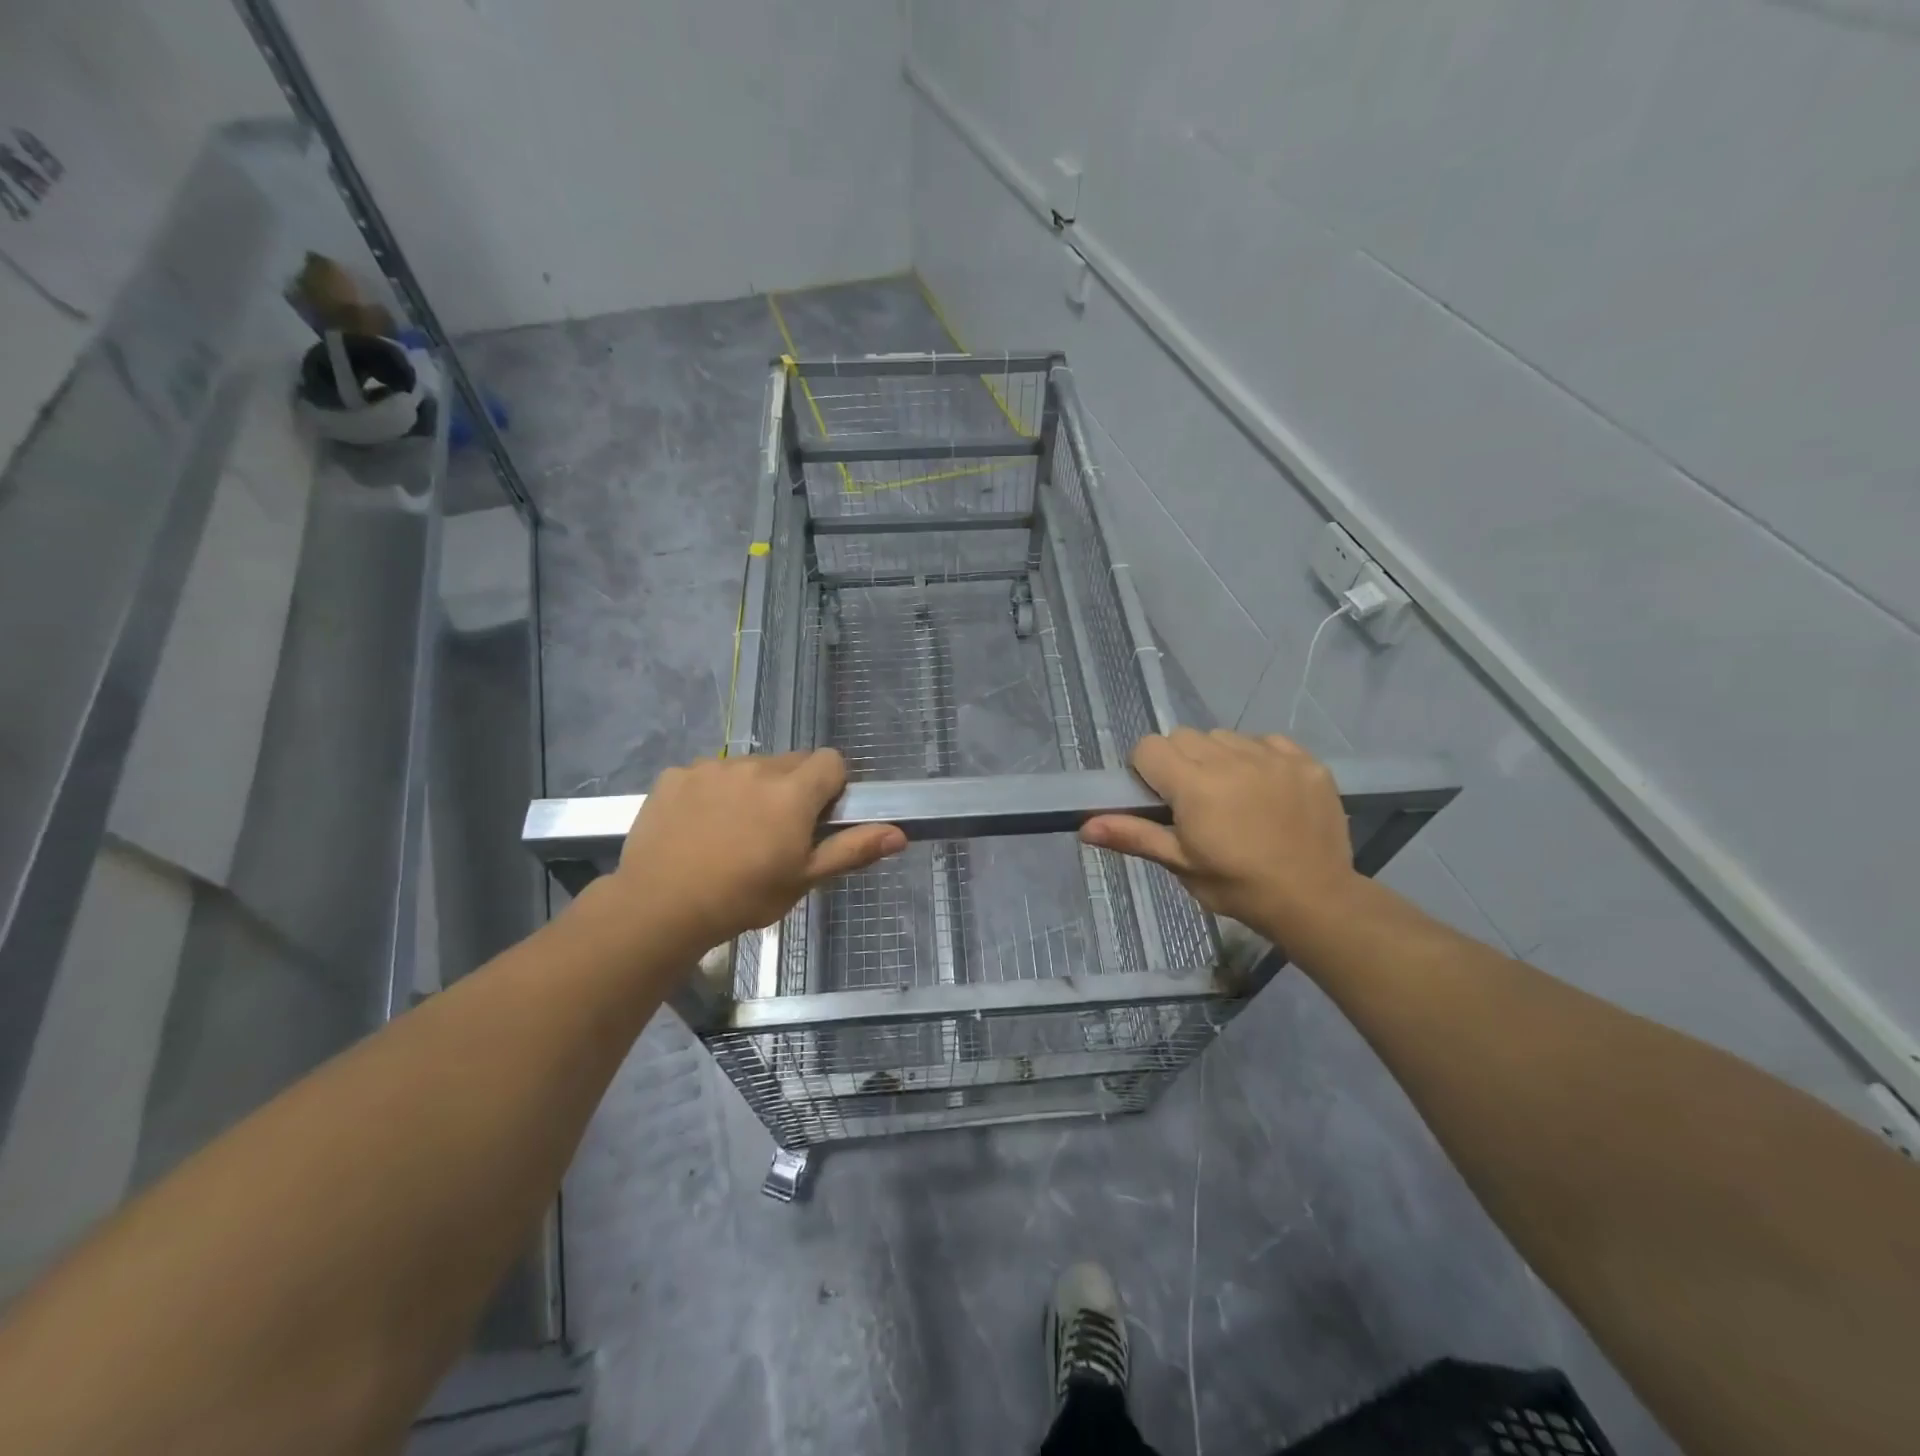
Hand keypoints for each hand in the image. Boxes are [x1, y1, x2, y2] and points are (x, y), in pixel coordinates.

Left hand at [604, 749, 904, 957]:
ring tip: (733, 832)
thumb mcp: (804, 879)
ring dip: (752, 788)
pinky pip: (707, 773)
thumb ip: (852, 849)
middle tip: (776, 832)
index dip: (832, 786)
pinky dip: (711, 792)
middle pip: (791, 762)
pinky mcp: (676, 775)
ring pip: (748, 767)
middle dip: (793, 788)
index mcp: (793, 791)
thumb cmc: (743, 896)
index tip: (818, 818)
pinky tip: (698, 827)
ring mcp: (711, 767)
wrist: (660, 907)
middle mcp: (755, 767)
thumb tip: (900, 833)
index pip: (831, 760)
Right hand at [1080, 728, 1358, 942]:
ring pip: (1224, 736)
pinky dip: (1257, 758)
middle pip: (1184, 737)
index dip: (1146, 769)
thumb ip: (1134, 836)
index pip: (1149, 747)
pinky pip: (1266, 741)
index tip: (1159, 798)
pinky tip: (1266, 790)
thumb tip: (1085, 827)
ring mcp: (1271, 756)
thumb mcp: (1180, 864)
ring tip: (1232, 794)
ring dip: (1218, 757)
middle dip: (1179, 762)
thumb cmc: (1237, 886)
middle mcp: (1229, 759)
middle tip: (1194, 801)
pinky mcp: (1305, 760)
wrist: (1315, 899)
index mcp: (1193, 785)